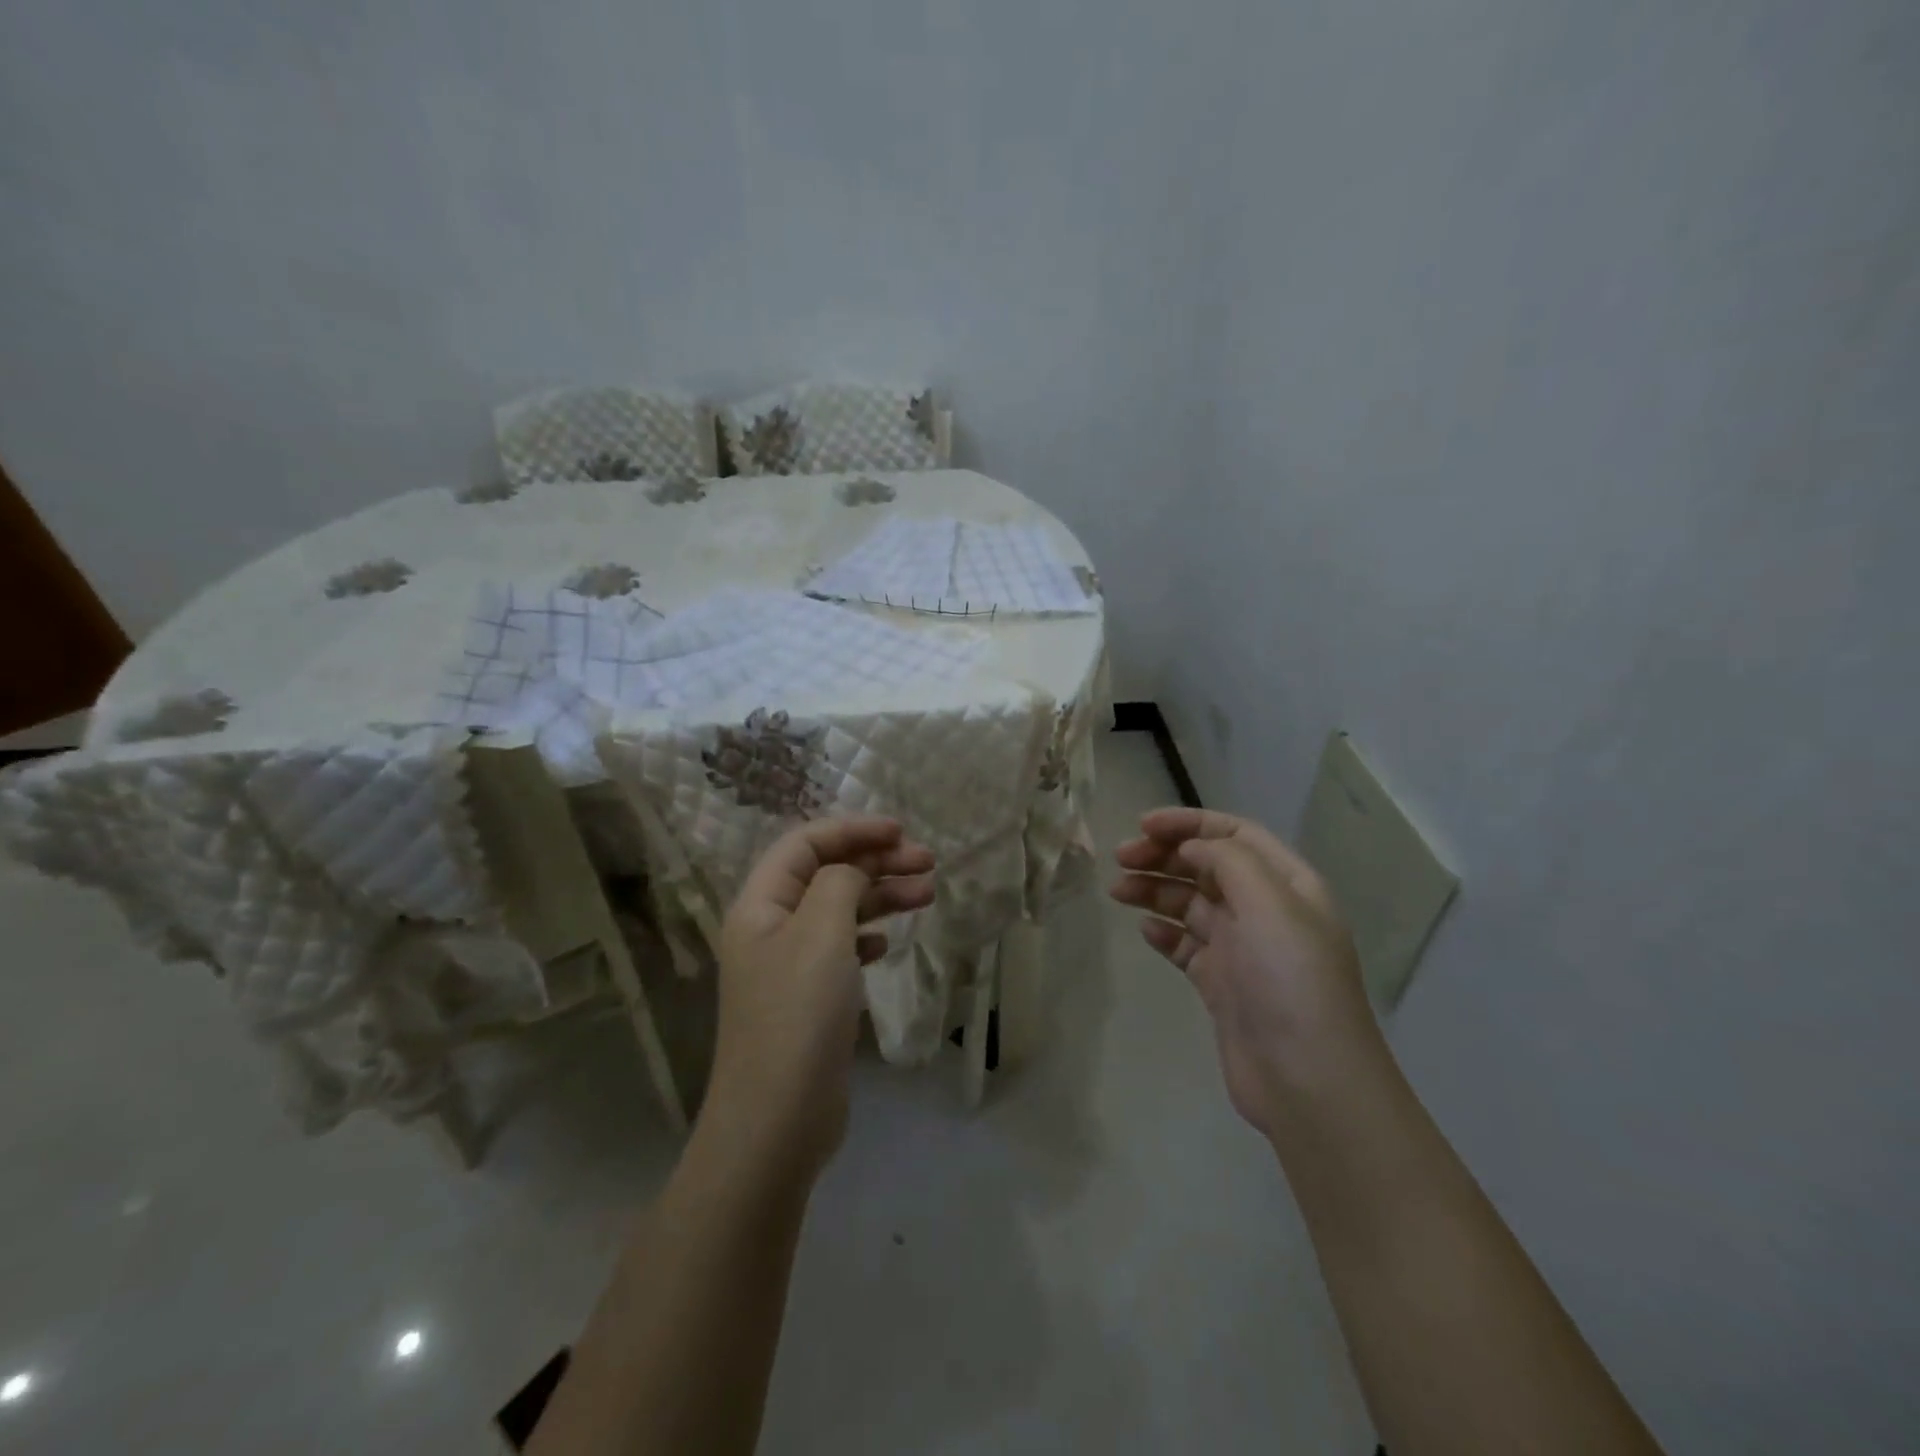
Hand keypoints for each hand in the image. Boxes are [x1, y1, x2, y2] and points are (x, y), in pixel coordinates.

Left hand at [705, 817, 935, 1180]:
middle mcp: (770, 927)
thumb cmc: (798, 1015)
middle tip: (927, 863)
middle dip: (876, 861)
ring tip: (927, 893)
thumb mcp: (822, 933)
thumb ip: (840, 883)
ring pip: (839, 910)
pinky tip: (889, 942)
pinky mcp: (809, 998)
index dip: (852, 829)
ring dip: (881, 896)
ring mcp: (789, 965)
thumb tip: (853, 871)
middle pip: (826, 873)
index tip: (900, 831)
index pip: (805, 843)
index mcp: (760, 904)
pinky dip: (868, 935)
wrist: (778, 1120)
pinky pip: (841, 948)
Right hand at [1111, 807, 1382, 1139]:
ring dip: (1154, 890)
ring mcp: (1242, 948)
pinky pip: (1186, 944)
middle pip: (1207, 865)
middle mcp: (1265, 909)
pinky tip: (1145, 931)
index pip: (1234, 834)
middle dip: (1164, 855)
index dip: (1188, 823)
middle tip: (1121, 859)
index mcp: (1286, 883)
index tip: (1142, 826)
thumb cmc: (1290, 980)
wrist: (1306, 1080)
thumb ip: (1228, 861)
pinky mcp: (1222, 983)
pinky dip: (1164, 932)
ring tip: (1117, 891)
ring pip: (1190, 904)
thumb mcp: (1268, 903)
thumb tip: (1192, 846)